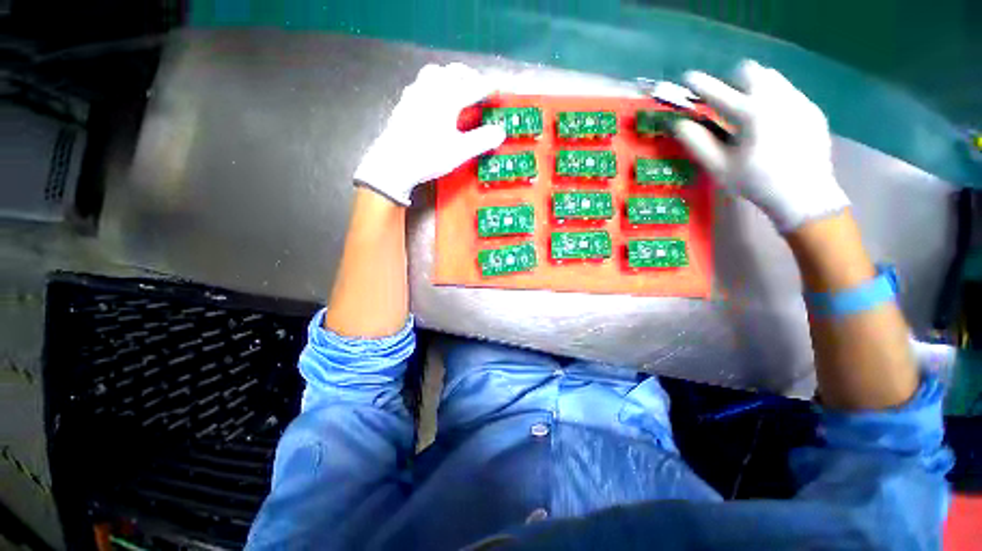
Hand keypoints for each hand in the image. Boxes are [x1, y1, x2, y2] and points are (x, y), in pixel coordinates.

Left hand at [354, 63, 506, 205]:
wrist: (393, 163)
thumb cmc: (428, 156)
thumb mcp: (459, 151)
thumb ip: (482, 140)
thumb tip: (501, 131)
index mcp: (448, 98)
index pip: (473, 86)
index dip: (488, 87)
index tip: (498, 90)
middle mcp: (431, 89)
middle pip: (453, 72)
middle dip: (470, 76)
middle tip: (479, 88)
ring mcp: (415, 93)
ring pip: (434, 72)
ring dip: (449, 76)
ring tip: (457, 88)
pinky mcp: (404, 102)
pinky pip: (421, 83)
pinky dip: (433, 84)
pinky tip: (434, 99)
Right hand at [674, 60, 849, 231]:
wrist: (805, 194)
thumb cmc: (755, 183)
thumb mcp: (719, 167)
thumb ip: (698, 142)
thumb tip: (679, 124)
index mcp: (751, 115)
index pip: (718, 93)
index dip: (700, 85)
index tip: (689, 78)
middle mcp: (777, 99)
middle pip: (751, 71)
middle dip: (734, 80)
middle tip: (726, 100)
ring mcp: (798, 101)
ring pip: (772, 78)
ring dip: (754, 87)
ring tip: (748, 112)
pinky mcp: (811, 109)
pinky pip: (787, 91)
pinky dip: (772, 99)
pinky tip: (771, 124)